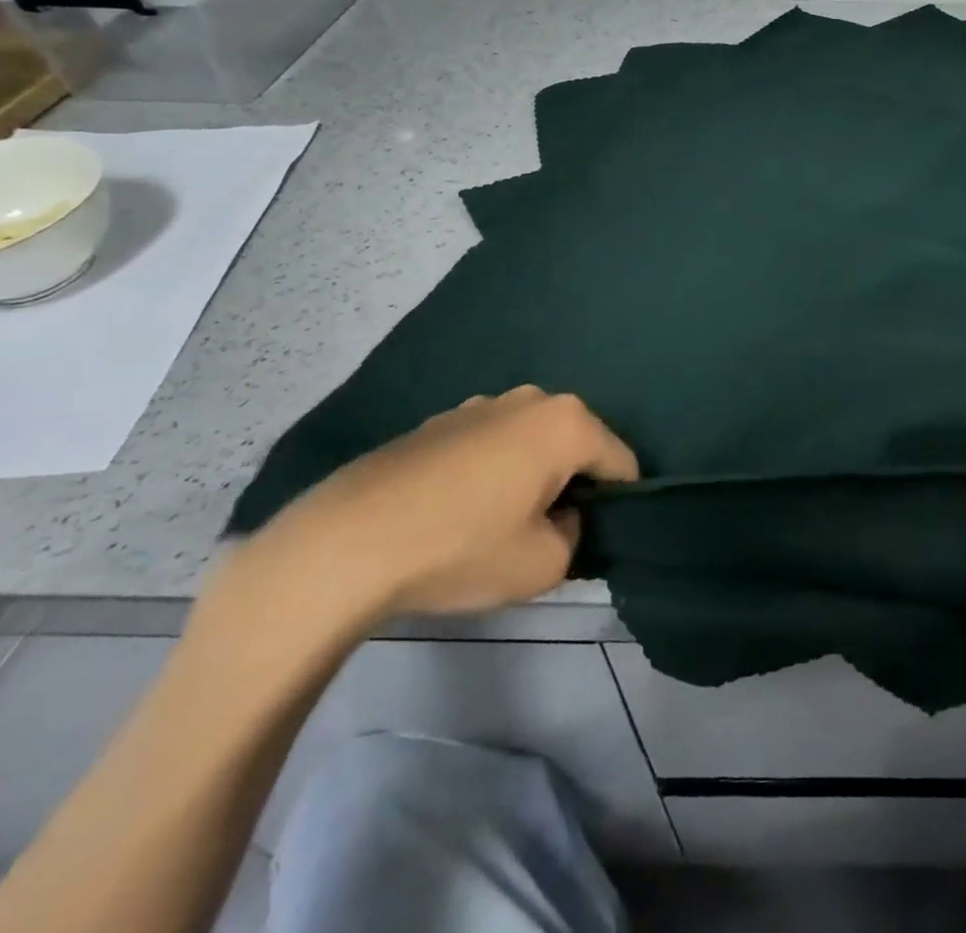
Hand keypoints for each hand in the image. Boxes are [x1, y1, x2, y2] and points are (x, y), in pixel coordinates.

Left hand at [246, 387, 639, 621]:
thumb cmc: (461, 548)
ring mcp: (480, 405)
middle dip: (572, 483)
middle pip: (575, 445)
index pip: (621, 461)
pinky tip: (457, 512)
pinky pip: (488, 445)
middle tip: (549, 532)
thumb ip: (576, 537)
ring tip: (498, 523)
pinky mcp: (438, 422)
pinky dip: (489, 472)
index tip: (599, 536)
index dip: (620, 502)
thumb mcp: (543, 564)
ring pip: (530, 443)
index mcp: (567, 423)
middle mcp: (531, 400)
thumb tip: (562, 518)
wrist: (345, 544)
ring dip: (530, 475)